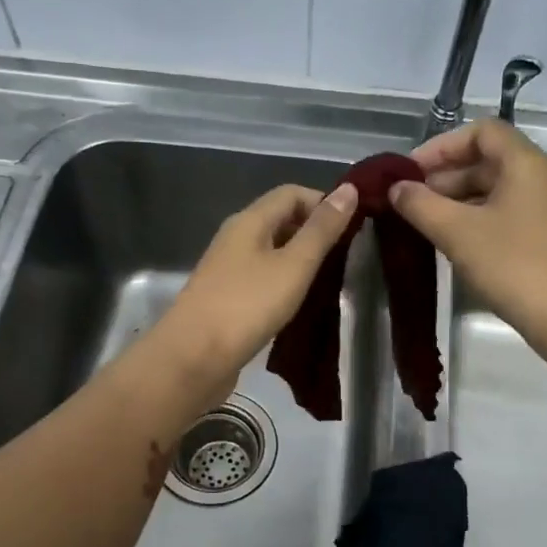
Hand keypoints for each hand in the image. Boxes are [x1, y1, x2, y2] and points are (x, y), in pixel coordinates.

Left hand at [152, 181, 358, 400]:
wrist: (193, 358)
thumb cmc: (247, 306)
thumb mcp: (293, 265)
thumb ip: (322, 230)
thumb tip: (348, 189)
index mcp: (249, 221)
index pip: (291, 194)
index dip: (323, 203)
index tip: (353, 227)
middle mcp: (235, 239)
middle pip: (280, 221)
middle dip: (314, 232)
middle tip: (348, 256)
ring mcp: (228, 270)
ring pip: (271, 252)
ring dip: (301, 260)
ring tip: (330, 280)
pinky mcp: (227, 300)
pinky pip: (262, 279)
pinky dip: (285, 284)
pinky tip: (300, 303)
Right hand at [390, 120, 546, 356]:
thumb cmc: (515, 265)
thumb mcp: (458, 233)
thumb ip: (421, 205)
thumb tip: (396, 188)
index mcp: (524, 163)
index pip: (480, 132)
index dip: (441, 146)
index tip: (410, 173)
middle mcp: (540, 178)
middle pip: (487, 161)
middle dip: (445, 178)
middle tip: (410, 204)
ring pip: (495, 192)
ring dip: (458, 203)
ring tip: (425, 226)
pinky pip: (505, 216)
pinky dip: (476, 222)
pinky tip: (455, 246)